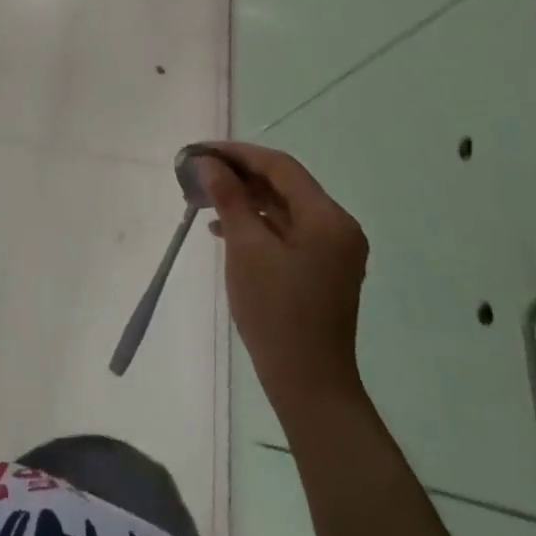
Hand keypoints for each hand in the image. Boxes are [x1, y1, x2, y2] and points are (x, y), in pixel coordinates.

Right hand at [201, 142, 369, 424]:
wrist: (308, 383)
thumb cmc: (276, 310)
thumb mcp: (246, 247)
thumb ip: (228, 198)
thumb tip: (209, 163)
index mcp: (327, 218)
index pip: (280, 166)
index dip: (238, 153)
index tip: (201, 152)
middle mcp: (337, 227)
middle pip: (283, 185)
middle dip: (239, 175)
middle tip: (198, 173)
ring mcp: (332, 251)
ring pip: (282, 208)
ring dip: (244, 200)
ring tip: (203, 200)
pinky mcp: (321, 270)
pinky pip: (286, 232)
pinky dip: (255, 224)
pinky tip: (223, 231)